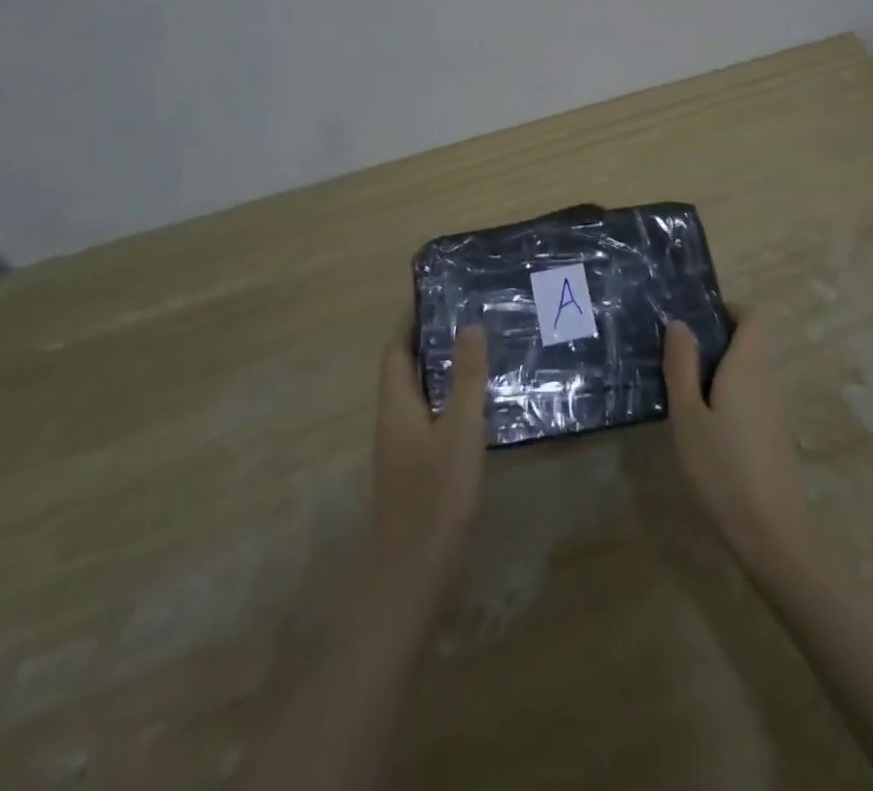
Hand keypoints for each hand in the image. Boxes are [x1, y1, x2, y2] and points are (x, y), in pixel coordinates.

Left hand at [369, 326, 488, 600]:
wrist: (412, 577)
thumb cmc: (436, 496)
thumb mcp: (461, 430)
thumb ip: (467, 378)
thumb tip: (469, 325)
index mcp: (396, 405)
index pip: (396, 350)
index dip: (411, 322)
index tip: (437, 295)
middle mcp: (392, 421)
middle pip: (405, 370)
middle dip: (430, 342)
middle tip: (469, 317)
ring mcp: (401, 449)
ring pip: (419, 395)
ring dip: (441, 371)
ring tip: (479, 352)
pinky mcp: (414, 470)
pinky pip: (429, 418)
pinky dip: (448, 399)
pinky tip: (477, 407)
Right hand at [663, 307, 812, 578]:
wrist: (772, 533)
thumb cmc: (722, 467)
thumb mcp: (687, 415)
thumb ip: (682, 366)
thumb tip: (680, 323)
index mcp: (749, 365)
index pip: (752, 316)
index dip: (726, 310)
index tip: (694, 322)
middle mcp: (768, 378)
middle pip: (749, 341)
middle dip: (715, 341)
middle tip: (674, 357)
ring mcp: (775, 408)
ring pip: (749, 370)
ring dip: (719, 370)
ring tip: (681, 389)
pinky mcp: (774, 433)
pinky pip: (751, 395)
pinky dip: (728, 395)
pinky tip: (703, 424)